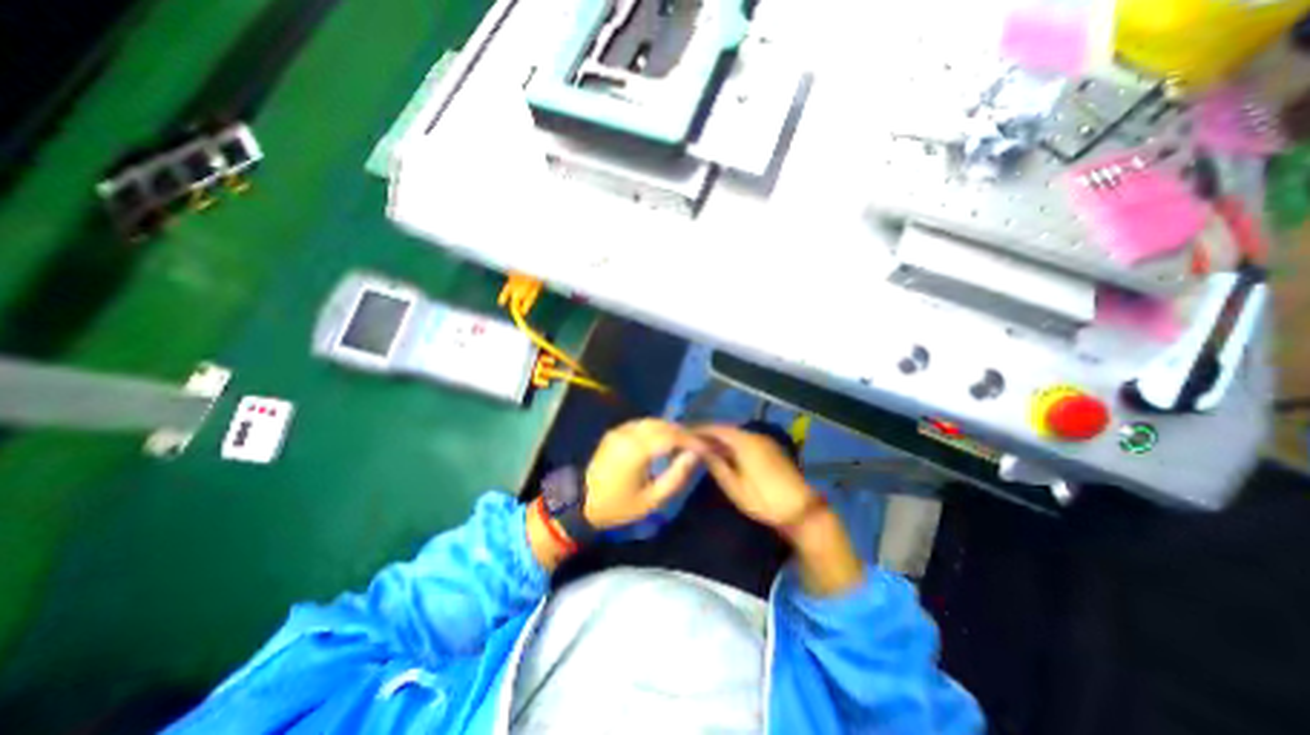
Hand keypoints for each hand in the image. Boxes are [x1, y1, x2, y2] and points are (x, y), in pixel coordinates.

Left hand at [579, 417, 706, 530]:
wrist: (580, 502)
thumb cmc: (617, 506)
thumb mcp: (651, 500)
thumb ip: (676, 476)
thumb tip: (694, 456)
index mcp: (636, 450)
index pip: (671, 436)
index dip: (691, 440)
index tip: (705, 448)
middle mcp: (628, 434)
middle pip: (663, 425)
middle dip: (683, 432)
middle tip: (697, 443)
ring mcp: (620, 431)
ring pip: (652, 421)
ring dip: (670, 428)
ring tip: (684, 442)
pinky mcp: (615, 432)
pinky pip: (642, 424)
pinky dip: (657, 428)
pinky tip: (664, 439)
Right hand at [695, 422, 813, 529]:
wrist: (801, 510)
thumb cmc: (764, 500)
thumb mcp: (735, 486)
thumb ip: (716, 464)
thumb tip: (700, 449)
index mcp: (745, 442)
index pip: (717, 429)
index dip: (700, 430)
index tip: (684, 434)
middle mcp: (755, 436)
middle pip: (726, 429)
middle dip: (709, 433)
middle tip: (691, 441)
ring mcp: (765, 441)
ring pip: (736, 434)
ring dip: (720, 438)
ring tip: (703, 447)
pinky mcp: (771, 449)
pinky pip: (745, 440)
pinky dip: (732, 443)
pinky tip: (724, 453)